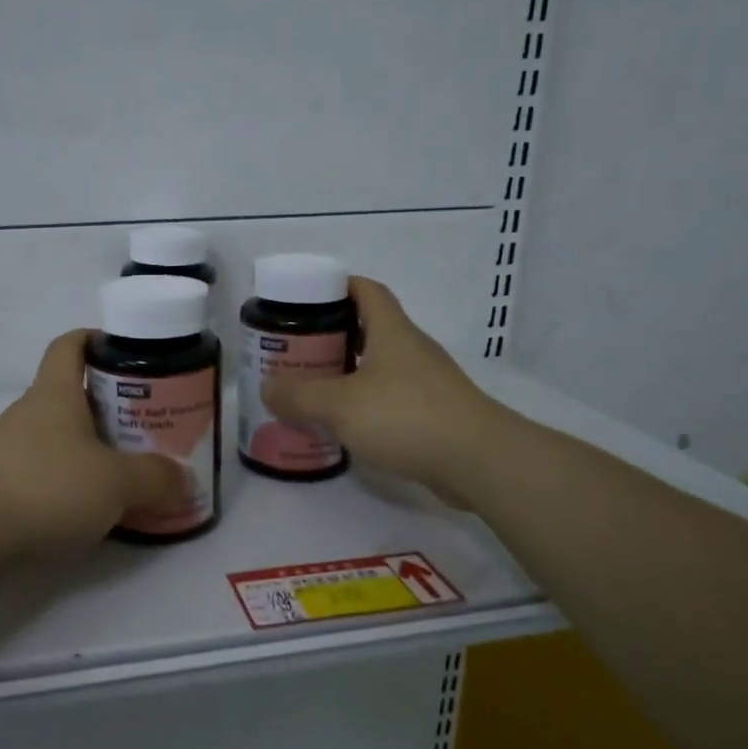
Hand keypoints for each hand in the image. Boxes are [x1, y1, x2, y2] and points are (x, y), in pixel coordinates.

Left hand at [0, 330, 187, 559]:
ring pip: (63, 440)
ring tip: (132, 474)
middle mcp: (31, 414)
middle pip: (74, 396)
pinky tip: (97, 511)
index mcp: (55, 393)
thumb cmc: (45, 486)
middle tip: (151, 427)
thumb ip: (155, 479)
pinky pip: (48, 476)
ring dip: (94, 451)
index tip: (128, 353)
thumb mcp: (115, 481)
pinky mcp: (2, 488)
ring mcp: (12, 451)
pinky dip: (74, 485)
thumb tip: (185, 481)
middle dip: (112, 408)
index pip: (70, 345)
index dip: (96, 339)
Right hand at [261, 277, 500, 503]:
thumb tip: (267, 387)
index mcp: (391, 331)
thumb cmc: (406, 417)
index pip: (366, 290)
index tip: (305, 298)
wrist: (479, 462)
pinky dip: (364, 403)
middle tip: (296, 349)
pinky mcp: (433, 415)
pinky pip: (390, 398)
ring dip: (347, 372)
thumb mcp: (339, 404)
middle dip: (332, 335)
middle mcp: (411, 349)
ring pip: (379, 366)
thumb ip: (298, 395)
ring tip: (311, 388)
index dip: (337, 286)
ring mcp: (426, 383)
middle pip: (369, 328)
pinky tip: (343, 424)